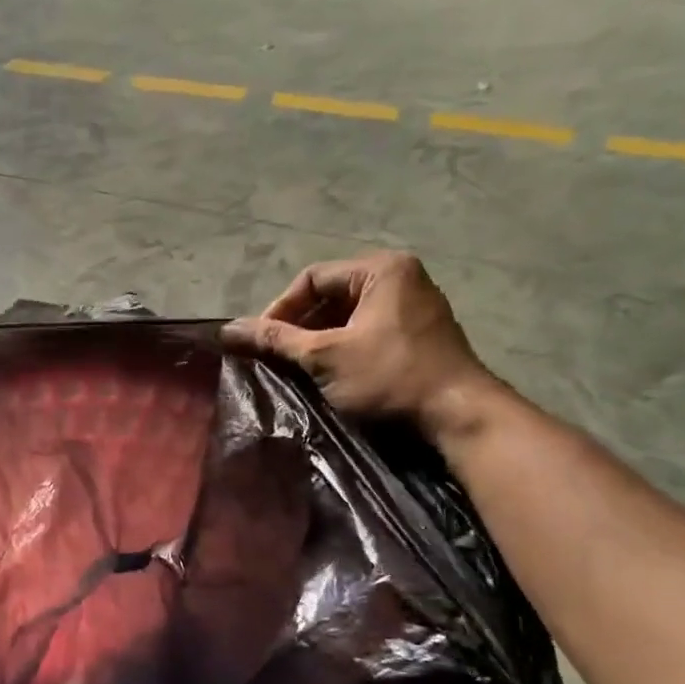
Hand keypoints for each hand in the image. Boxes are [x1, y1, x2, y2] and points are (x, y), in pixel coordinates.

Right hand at [220, 252, 495, 440]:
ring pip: (349, 316)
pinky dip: (343, 349)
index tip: (262, 342)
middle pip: (331, 295)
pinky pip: (368, 332)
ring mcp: (415, 307)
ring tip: (298, 368)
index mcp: (381, 269)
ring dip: (318, 340)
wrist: (457, 414)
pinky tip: (329, 375)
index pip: (312, 278)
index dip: (280, 309)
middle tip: (277, 357)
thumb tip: (227, 329)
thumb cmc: (389, 377)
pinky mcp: (420, 336)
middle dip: (299, 326)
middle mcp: (401, 278)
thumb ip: (275, 340)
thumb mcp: (324, 356)